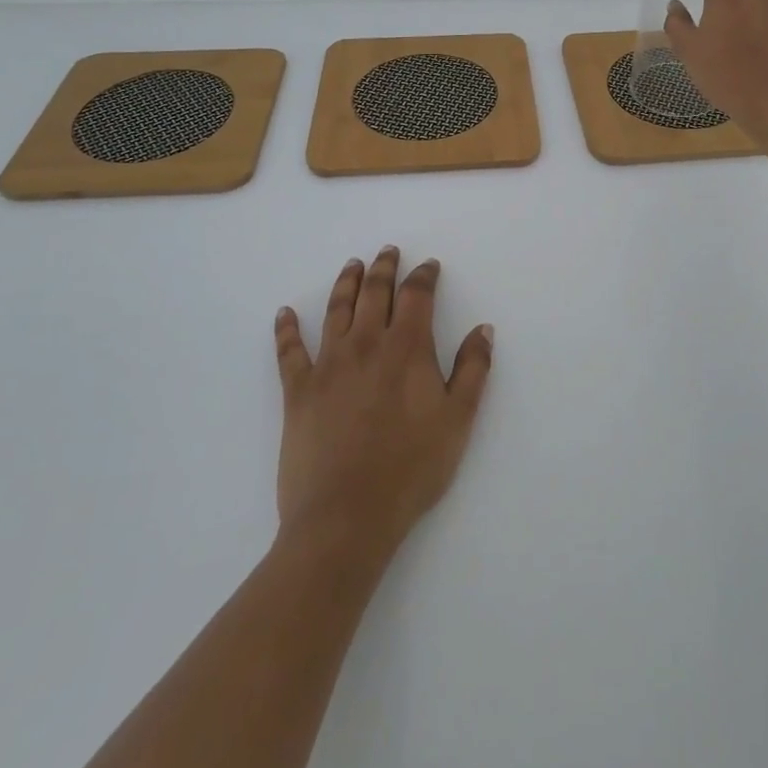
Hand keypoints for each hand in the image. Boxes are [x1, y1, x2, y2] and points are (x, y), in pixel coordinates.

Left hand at [273, 247, 493, 553]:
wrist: (346, 516)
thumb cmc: (411, 469)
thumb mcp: (458, 420)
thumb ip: (473, 370)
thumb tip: (483, 329)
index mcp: (406, 349)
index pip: (417, 296)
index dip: (424, 276)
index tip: (429, 266)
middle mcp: (365, 344)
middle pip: (375, 293)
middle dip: (384, 268)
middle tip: (388, 251)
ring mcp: (327, 365)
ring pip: (336, 310)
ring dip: (345, 283)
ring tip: (352, 265)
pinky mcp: (297, 391)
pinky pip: (289, 351)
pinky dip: (285, 329)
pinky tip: (284, 313)